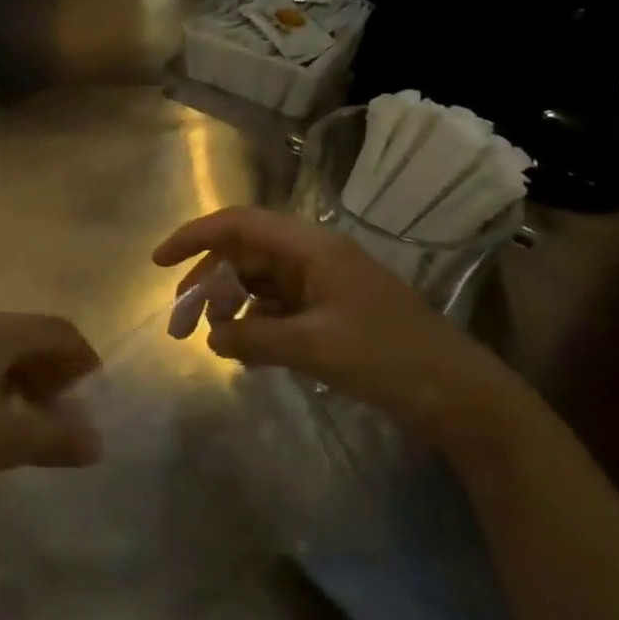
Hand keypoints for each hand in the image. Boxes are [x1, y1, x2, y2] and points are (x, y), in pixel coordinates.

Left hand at [0, 313, 104, 501]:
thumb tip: (96, 441)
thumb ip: (55, 439)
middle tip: (57, 413)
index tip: (91, 395)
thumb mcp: (2, 442)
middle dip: (49, 370)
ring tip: (16, 420)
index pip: (57, 329)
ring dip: (15, 378)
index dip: (82, 358)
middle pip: (23, 335)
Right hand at [153, 206, 504, 441]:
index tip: (159, 263)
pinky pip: (279, 306)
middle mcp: (313, 256)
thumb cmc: (388, 357)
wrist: (460, 395)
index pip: (239, 224)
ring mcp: (324, 283)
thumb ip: (253, 337)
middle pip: (245, 253)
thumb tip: (209, 335)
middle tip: (179, 319)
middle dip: (207, 280)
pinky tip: (246, 352)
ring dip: (231, 304)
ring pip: (260, 281)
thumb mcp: (313, 346)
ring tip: (213, 339)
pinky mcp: (332, 311)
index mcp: (310, 247)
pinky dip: (256, 323)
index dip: (194, 236)